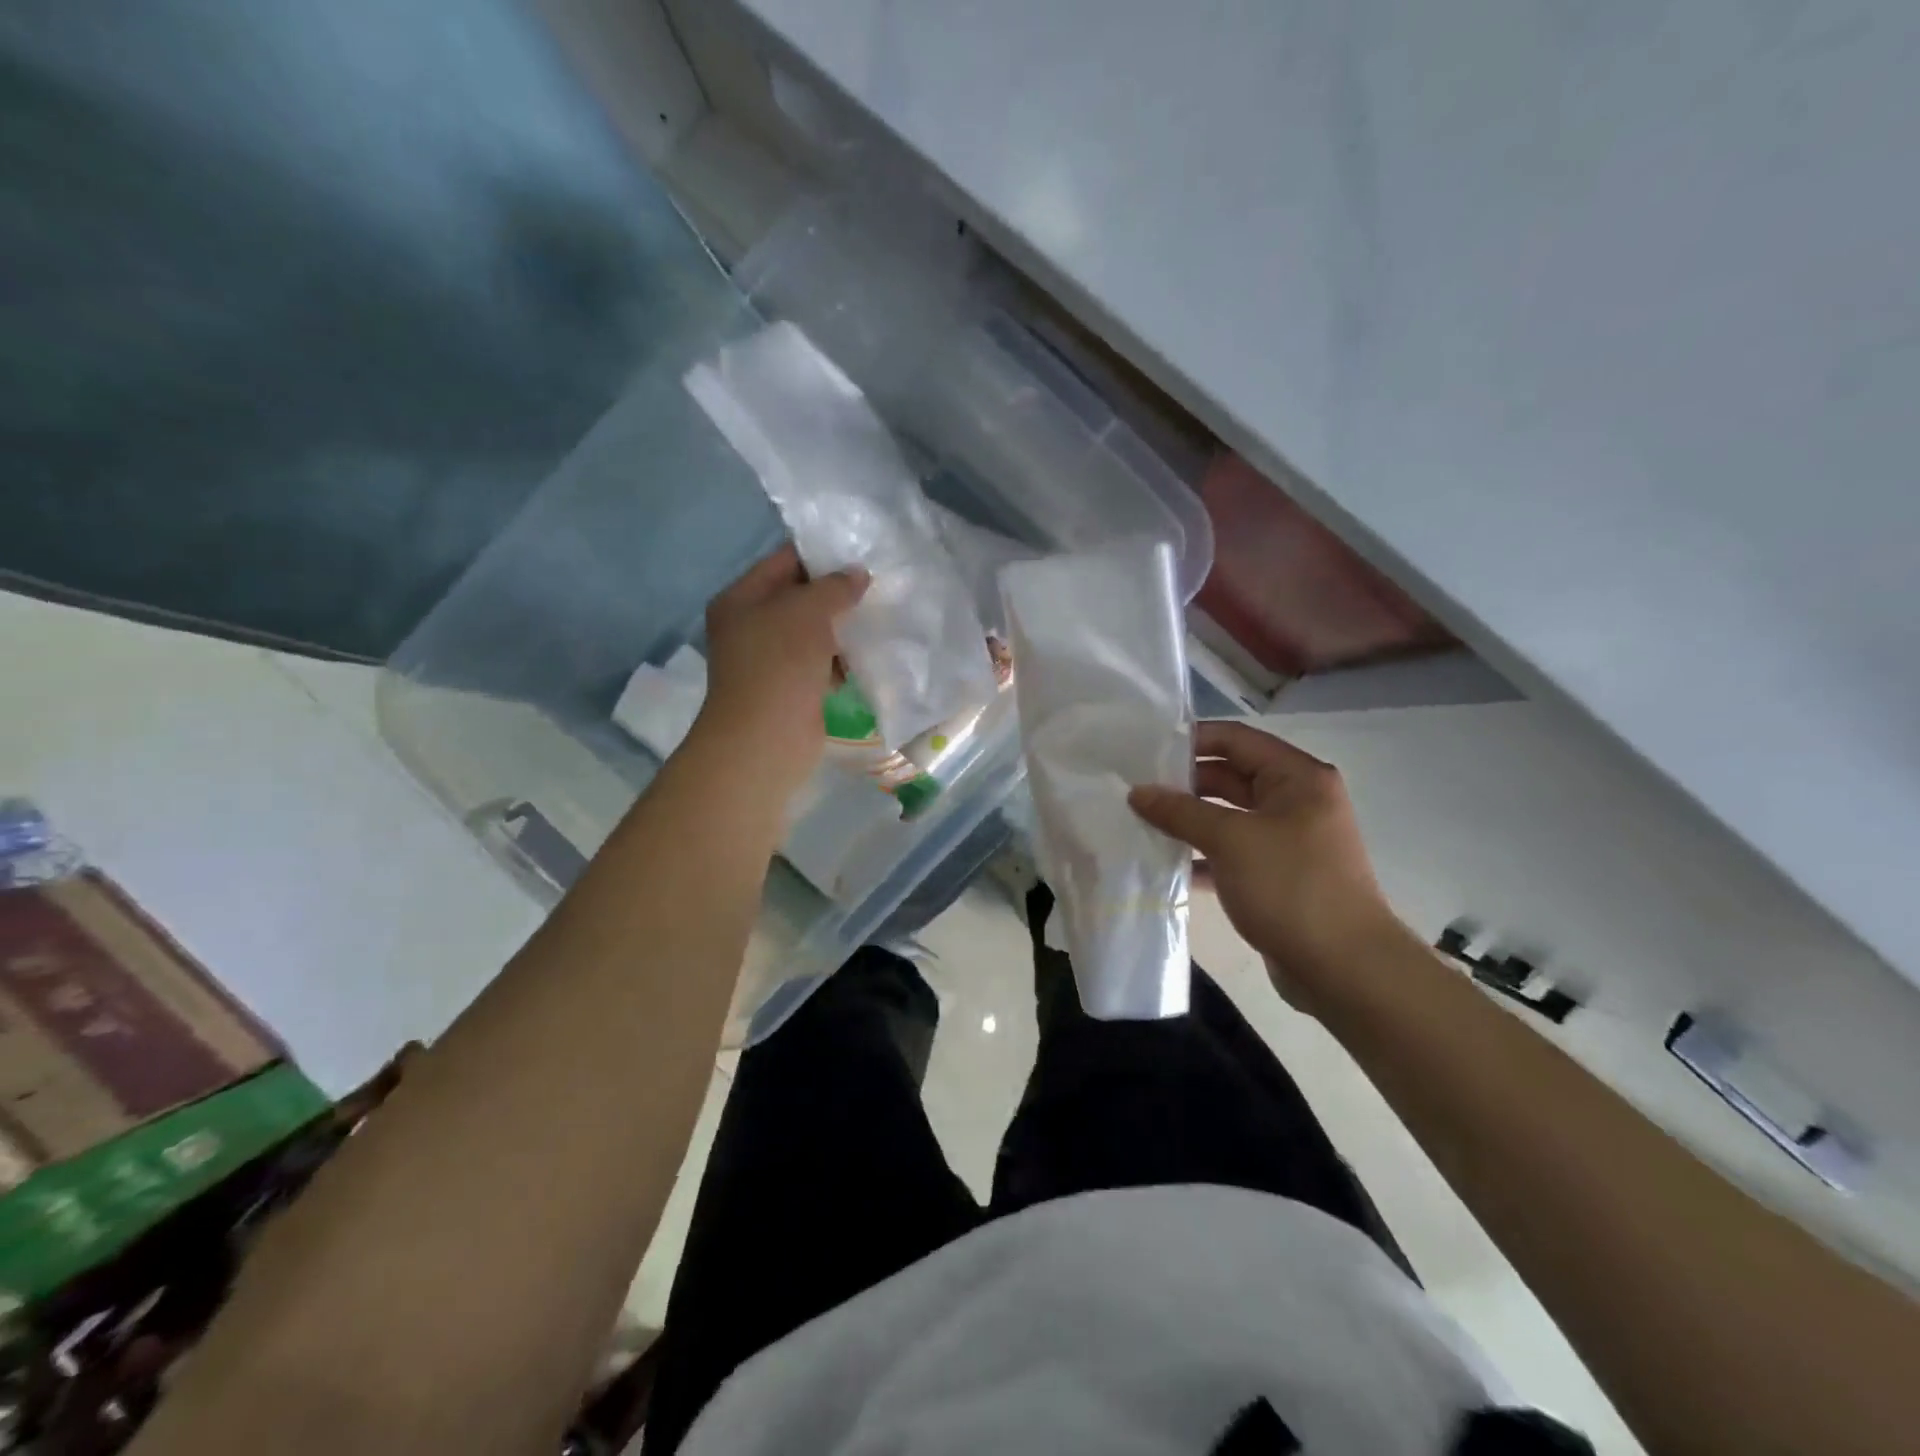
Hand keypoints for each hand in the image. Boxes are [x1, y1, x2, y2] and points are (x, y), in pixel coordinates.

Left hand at [691, 544, 867, 794]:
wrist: (766, 740)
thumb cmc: (779, 664)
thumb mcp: (808, 611)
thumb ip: (835, 587)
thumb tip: (858, 574)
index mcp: (741, 598)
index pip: (784, 561)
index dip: (821, 556)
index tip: (861, 555)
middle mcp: (750, 626)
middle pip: (799, 598)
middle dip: (836, 595)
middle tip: (877, 587)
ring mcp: (769, 661)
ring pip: (812, 633)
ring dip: (842, 629)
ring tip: (879, 619)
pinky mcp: (790, 689)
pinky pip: (819, 664)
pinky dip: (840, 661)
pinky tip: (867, 657)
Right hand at [1129, 721, 1408, 1008]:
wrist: (1345, 969)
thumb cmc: (1291, 887)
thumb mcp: (1231, 840)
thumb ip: (1181, 811)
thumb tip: (1137, 792)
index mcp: (1297, 778)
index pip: (1236, 739)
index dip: (1191, 741)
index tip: (1145, 751)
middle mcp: (1295, 801)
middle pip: (1230, 776)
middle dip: (1183, 783)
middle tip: (1133, 789)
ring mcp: (1286, 841)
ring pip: (1227, 817)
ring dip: (1187, 820)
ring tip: (1139, 822)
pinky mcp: (1276, 876)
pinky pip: (1230, 853)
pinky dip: (1200, 855)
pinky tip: (1164, 863)